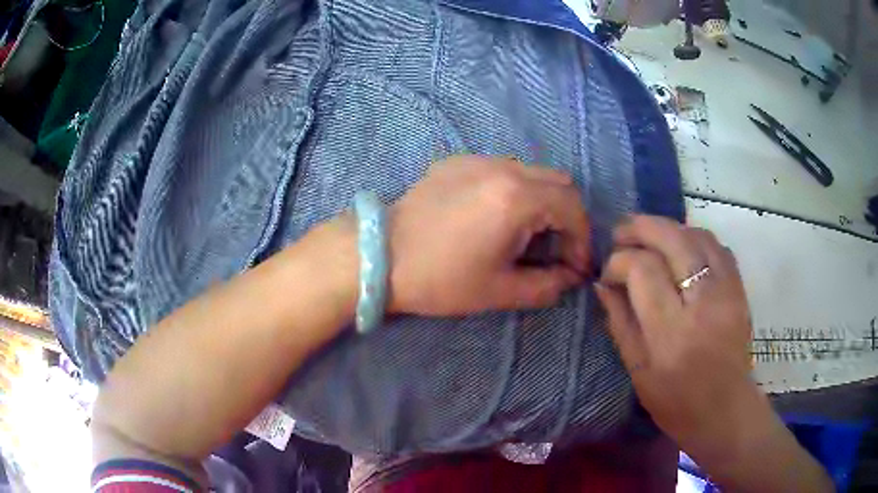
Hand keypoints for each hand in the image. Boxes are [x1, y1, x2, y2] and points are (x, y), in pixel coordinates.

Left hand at [387, 155, 589, 315]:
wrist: (380, 256)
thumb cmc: (440, 278)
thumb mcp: (500, 291)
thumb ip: (547, 285)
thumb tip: (570, 278)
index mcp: (516, 198)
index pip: (572, 208)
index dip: (583, 240)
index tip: (577, 267)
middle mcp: (503, 168)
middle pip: (559, 183)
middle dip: (568, 218)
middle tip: (559, 250)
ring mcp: (479, 159)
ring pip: (533, 172)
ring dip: (544, 202)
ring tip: (531, 235)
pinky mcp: (458, 161)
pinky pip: (504, 169)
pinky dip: (517, 191)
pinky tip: (499, 217)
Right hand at [595, 216, 753, 451]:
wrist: (725, 409)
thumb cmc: (675, 401)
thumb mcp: (638, 370)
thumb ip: (620, 322)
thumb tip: (602, 284)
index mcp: (672, 333)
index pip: (643, 270)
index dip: (619, 261)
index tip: (608, 274)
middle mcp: (703, 304)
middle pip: (672, 239)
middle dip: (640, 228)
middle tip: (620, 233)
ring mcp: (726, 291)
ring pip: (696, 234)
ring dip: (667, 228)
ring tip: (648, 238)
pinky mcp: (739, 288)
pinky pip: (716, 245)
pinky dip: (693, 237)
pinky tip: (680, 248)